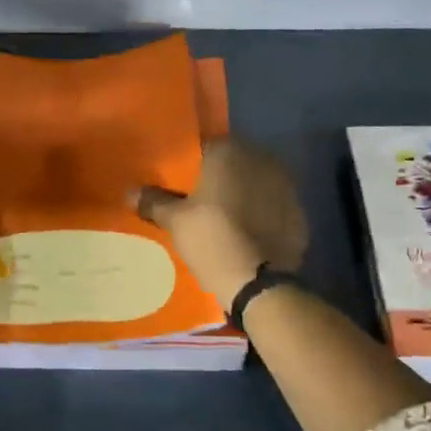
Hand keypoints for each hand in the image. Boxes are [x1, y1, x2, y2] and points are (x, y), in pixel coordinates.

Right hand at [136, 138, 306, 302]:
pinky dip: (261, 217)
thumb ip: (154, 201)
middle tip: (199, 203)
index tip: (179, 184)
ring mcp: (286, 186)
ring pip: (256, 185)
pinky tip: (248, 236)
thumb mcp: (175, 221)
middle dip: (219, 179)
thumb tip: (130, 192)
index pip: (205, 148)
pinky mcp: (299, 214)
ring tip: (224, 220)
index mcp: (230, 152)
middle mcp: (262, 159)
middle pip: (233, 165)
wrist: (258, 282)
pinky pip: (273, 208)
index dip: (191, 166)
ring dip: (242, 196)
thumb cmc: (211, 238)